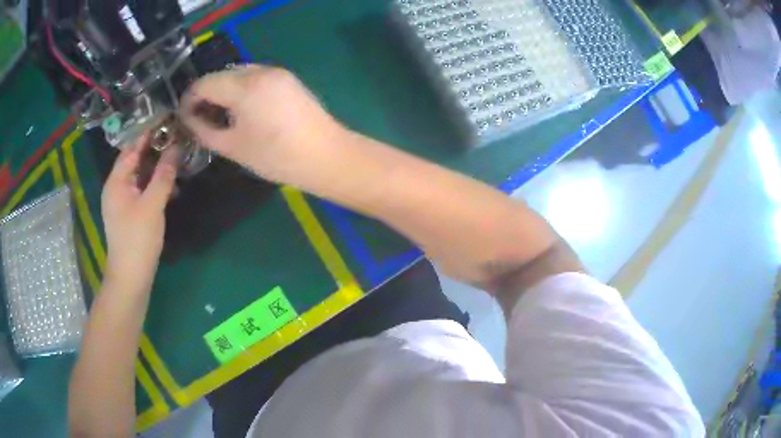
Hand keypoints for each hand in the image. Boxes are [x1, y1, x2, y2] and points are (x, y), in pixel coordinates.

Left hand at [101, 133, 177, 288]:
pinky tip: (170, 186)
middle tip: (177, 138)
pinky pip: (142, 190)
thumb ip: (163, 175)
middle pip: (135, 160)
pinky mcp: (129, 213)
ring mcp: (122, 201)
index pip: (131, 148)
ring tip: (177, 159)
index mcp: (116, 181)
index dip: (148, 133)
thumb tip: (175, 148)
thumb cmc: (137, 239)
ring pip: (140, 176)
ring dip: (157, 167)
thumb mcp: (152, 205)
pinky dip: (155, 184)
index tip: (167, 120)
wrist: (131, 277)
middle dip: (154, 149)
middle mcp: (116, 187)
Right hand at [179, 65, 347, 187]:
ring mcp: (277, 72)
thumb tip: (189, 119)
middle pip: (221, 74)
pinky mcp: (287, 78)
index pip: (205, 83)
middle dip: (205, 94)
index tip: (183, 117)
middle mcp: (261, 70)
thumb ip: (205, 130)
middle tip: (200, 118)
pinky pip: (255, 76)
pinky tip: (241, 109)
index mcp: (245, 86)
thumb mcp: (233, 147)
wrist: (327, 156)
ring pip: (238, 73)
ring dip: (223, 90)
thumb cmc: (277, 157)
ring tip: (219, 115)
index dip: (189, 99)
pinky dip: (241, 88)